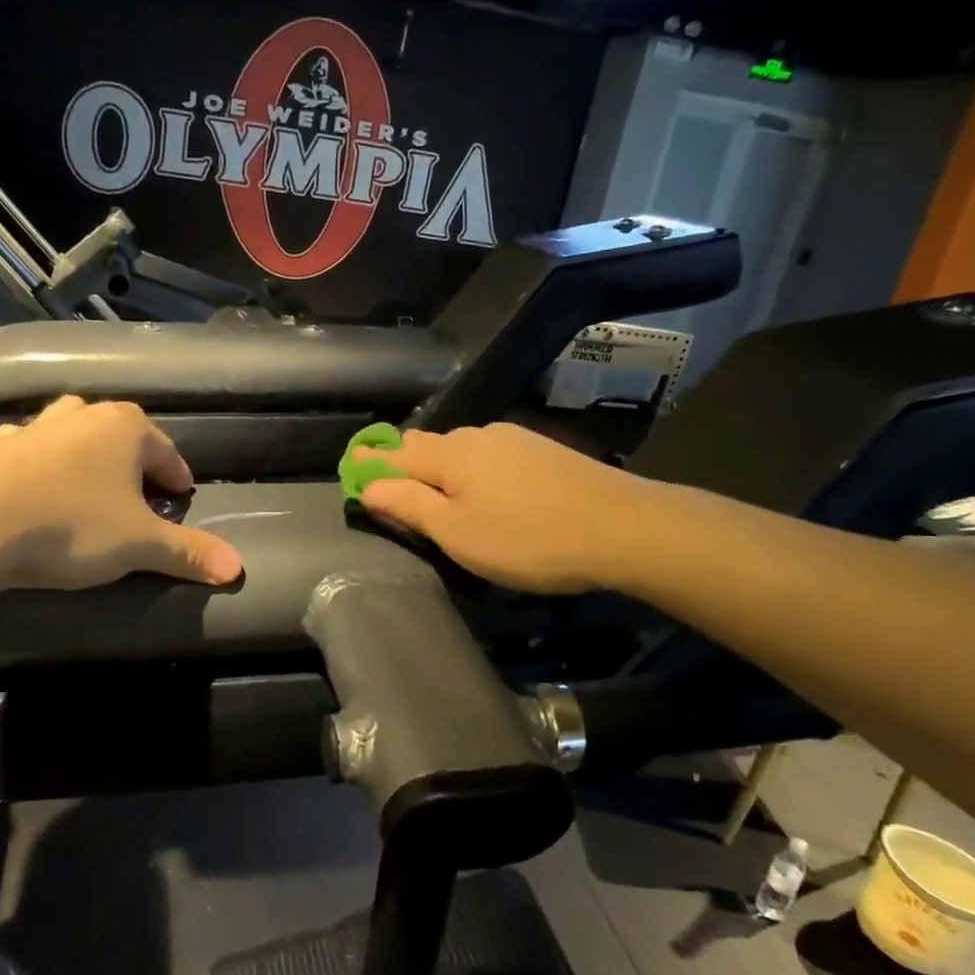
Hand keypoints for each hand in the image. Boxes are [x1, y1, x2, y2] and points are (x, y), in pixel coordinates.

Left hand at [0, 397, 241, 590]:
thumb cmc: (72, 522)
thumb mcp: (139, 544)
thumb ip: (187, 552)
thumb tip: (237, 567)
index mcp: (125, 428)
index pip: (166, 449)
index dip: (177, 474)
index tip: (181, 494)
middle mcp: (81, 417)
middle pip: (117, 434)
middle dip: (130, 461)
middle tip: (136, 493)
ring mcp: (33, 428)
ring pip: (69, 435)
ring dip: (81, 457)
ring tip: (84, 489)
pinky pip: (24, 452)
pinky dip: (35, 467)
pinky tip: (29, 492)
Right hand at [357, 424, 651, 593]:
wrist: (623, 527)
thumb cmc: (527, 538)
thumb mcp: (457, 532)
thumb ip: (409, 506)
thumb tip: (367, 486)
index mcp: (449, 453)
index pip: (394, 453)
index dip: (370, 462)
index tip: (350, 465)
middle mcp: (478, 436)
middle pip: (427, 445)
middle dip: (403, 461)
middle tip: (386, 480)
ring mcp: (514, 440)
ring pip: (461, 450)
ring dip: (439, 466)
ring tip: (432, 488)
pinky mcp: (543, 452)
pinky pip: (490, 456)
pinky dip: (471, 470)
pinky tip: (482, 487)